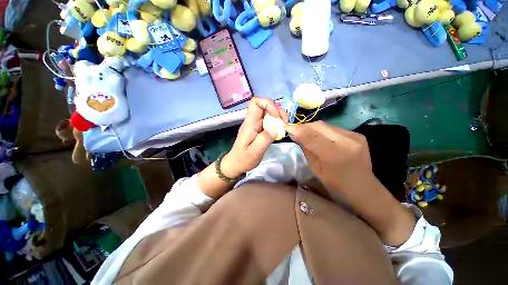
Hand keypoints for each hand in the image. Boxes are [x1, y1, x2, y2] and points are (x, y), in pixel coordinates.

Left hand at [221, 97, 288, 177]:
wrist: (236, 164)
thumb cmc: (244, 159)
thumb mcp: (255, 152)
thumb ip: (264, 140)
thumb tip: (276, 128)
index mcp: (249, 123)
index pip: (256, 102)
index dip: (268, 104)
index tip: (277, 117)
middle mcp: (252, 120)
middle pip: (265, 105)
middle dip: (277, 110)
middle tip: (285, 123)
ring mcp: (255, 124)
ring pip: (268, 112)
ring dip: (278, 116)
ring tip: (284, 126)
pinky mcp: (259, 128)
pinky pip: (269, 120)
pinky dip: (277, 122)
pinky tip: (280, 130)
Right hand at [286, 121, 414, 245]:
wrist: (366, 191)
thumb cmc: (337, 187)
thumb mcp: (317, 171)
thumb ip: (307, 150)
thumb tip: (296, 135)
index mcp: (334, 155)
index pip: (310, 136)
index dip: (297, 130)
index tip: (286, 128)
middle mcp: (347, 141)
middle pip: (318, 125)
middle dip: (303, 126)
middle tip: (294, 130)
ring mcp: (354, 136)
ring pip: (325, 125)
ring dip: (312, 128)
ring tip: (304, 133)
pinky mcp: (357, 135)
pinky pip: (333, 128)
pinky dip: (322, 131)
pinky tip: (318, 137)